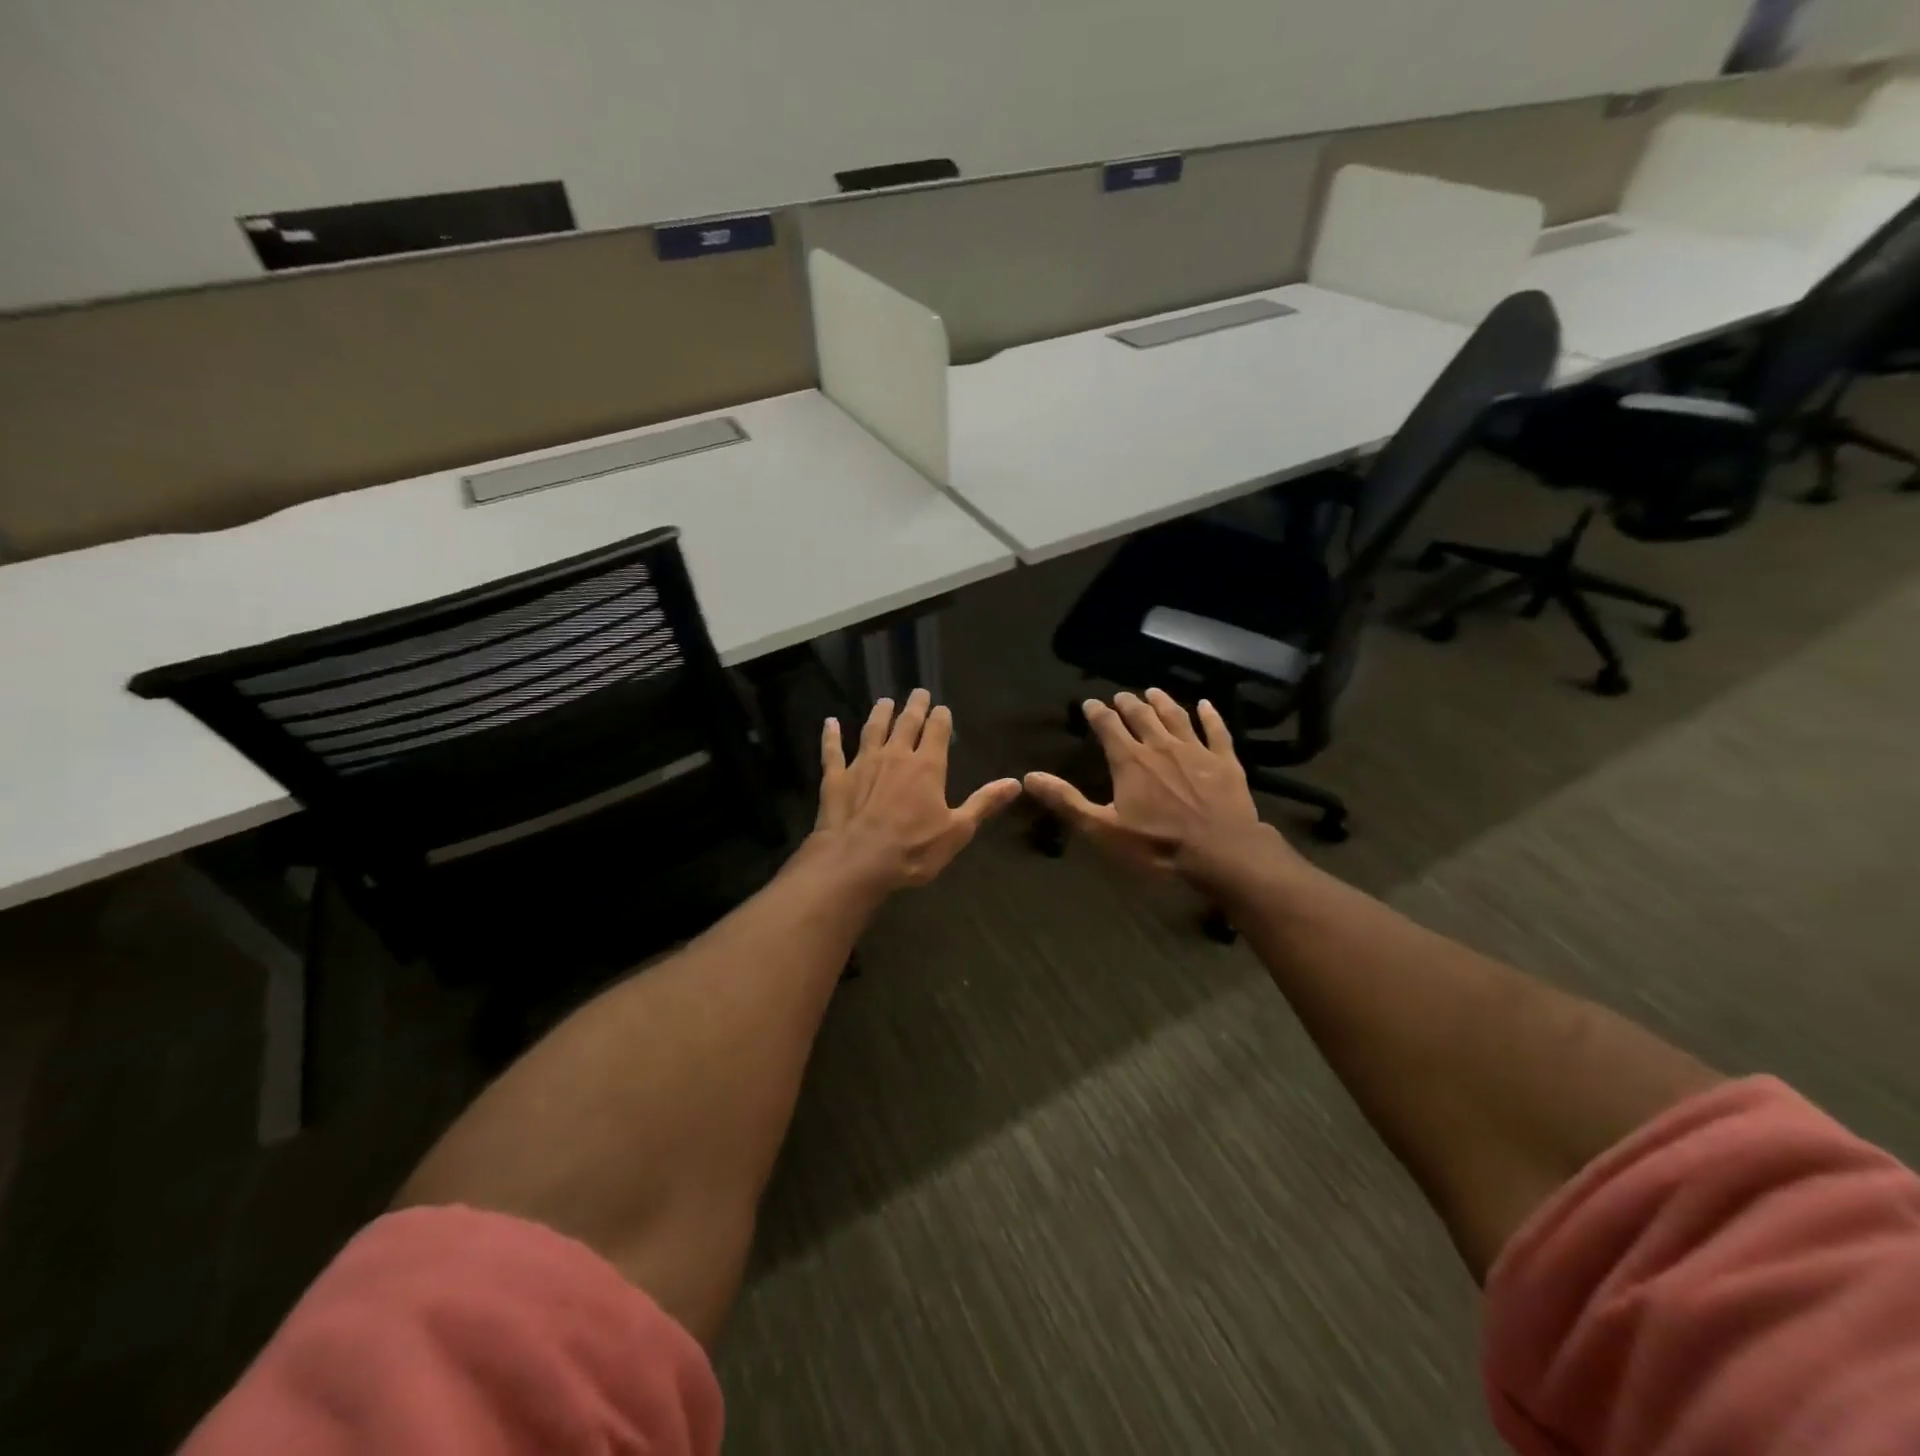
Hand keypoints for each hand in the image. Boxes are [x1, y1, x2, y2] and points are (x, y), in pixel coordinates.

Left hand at [812, 689, 1023, 890]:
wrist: (856, 862)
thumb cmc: (912, 849)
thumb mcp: (957, 831)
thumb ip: (984, 803)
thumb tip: (1015, 783)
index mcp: (927, 766)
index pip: (937, 730)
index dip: (941, 717)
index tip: (942, 708)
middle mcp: (895, 755)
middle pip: (906, 722)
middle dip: (914, 706)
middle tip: (918, 692)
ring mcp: (862, 763)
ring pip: (872, 730)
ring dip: (880, 713)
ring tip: (884, 701)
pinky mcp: (836, 777)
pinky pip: (833, 750)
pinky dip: (831, 735)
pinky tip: (829, 722)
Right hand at [1024, 689, 1286, 885]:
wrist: (1220, 852)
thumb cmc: (1156, 844)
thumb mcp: (1102, 829)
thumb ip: (1067, 801)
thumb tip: (1029, 777)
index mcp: (1129, 760)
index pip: (1108, 726)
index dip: (1097, 713)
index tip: (1089, 703)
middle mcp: (1160, 746)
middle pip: (1141, 716)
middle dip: (1128, 704)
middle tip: (1121, 697)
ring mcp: (1196, 750)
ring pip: (1176, 717)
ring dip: (1163, 702)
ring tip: (1153, 692)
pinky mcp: (1224, 761)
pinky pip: (1216, 731)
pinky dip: (1210, 716)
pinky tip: (1206, 705)